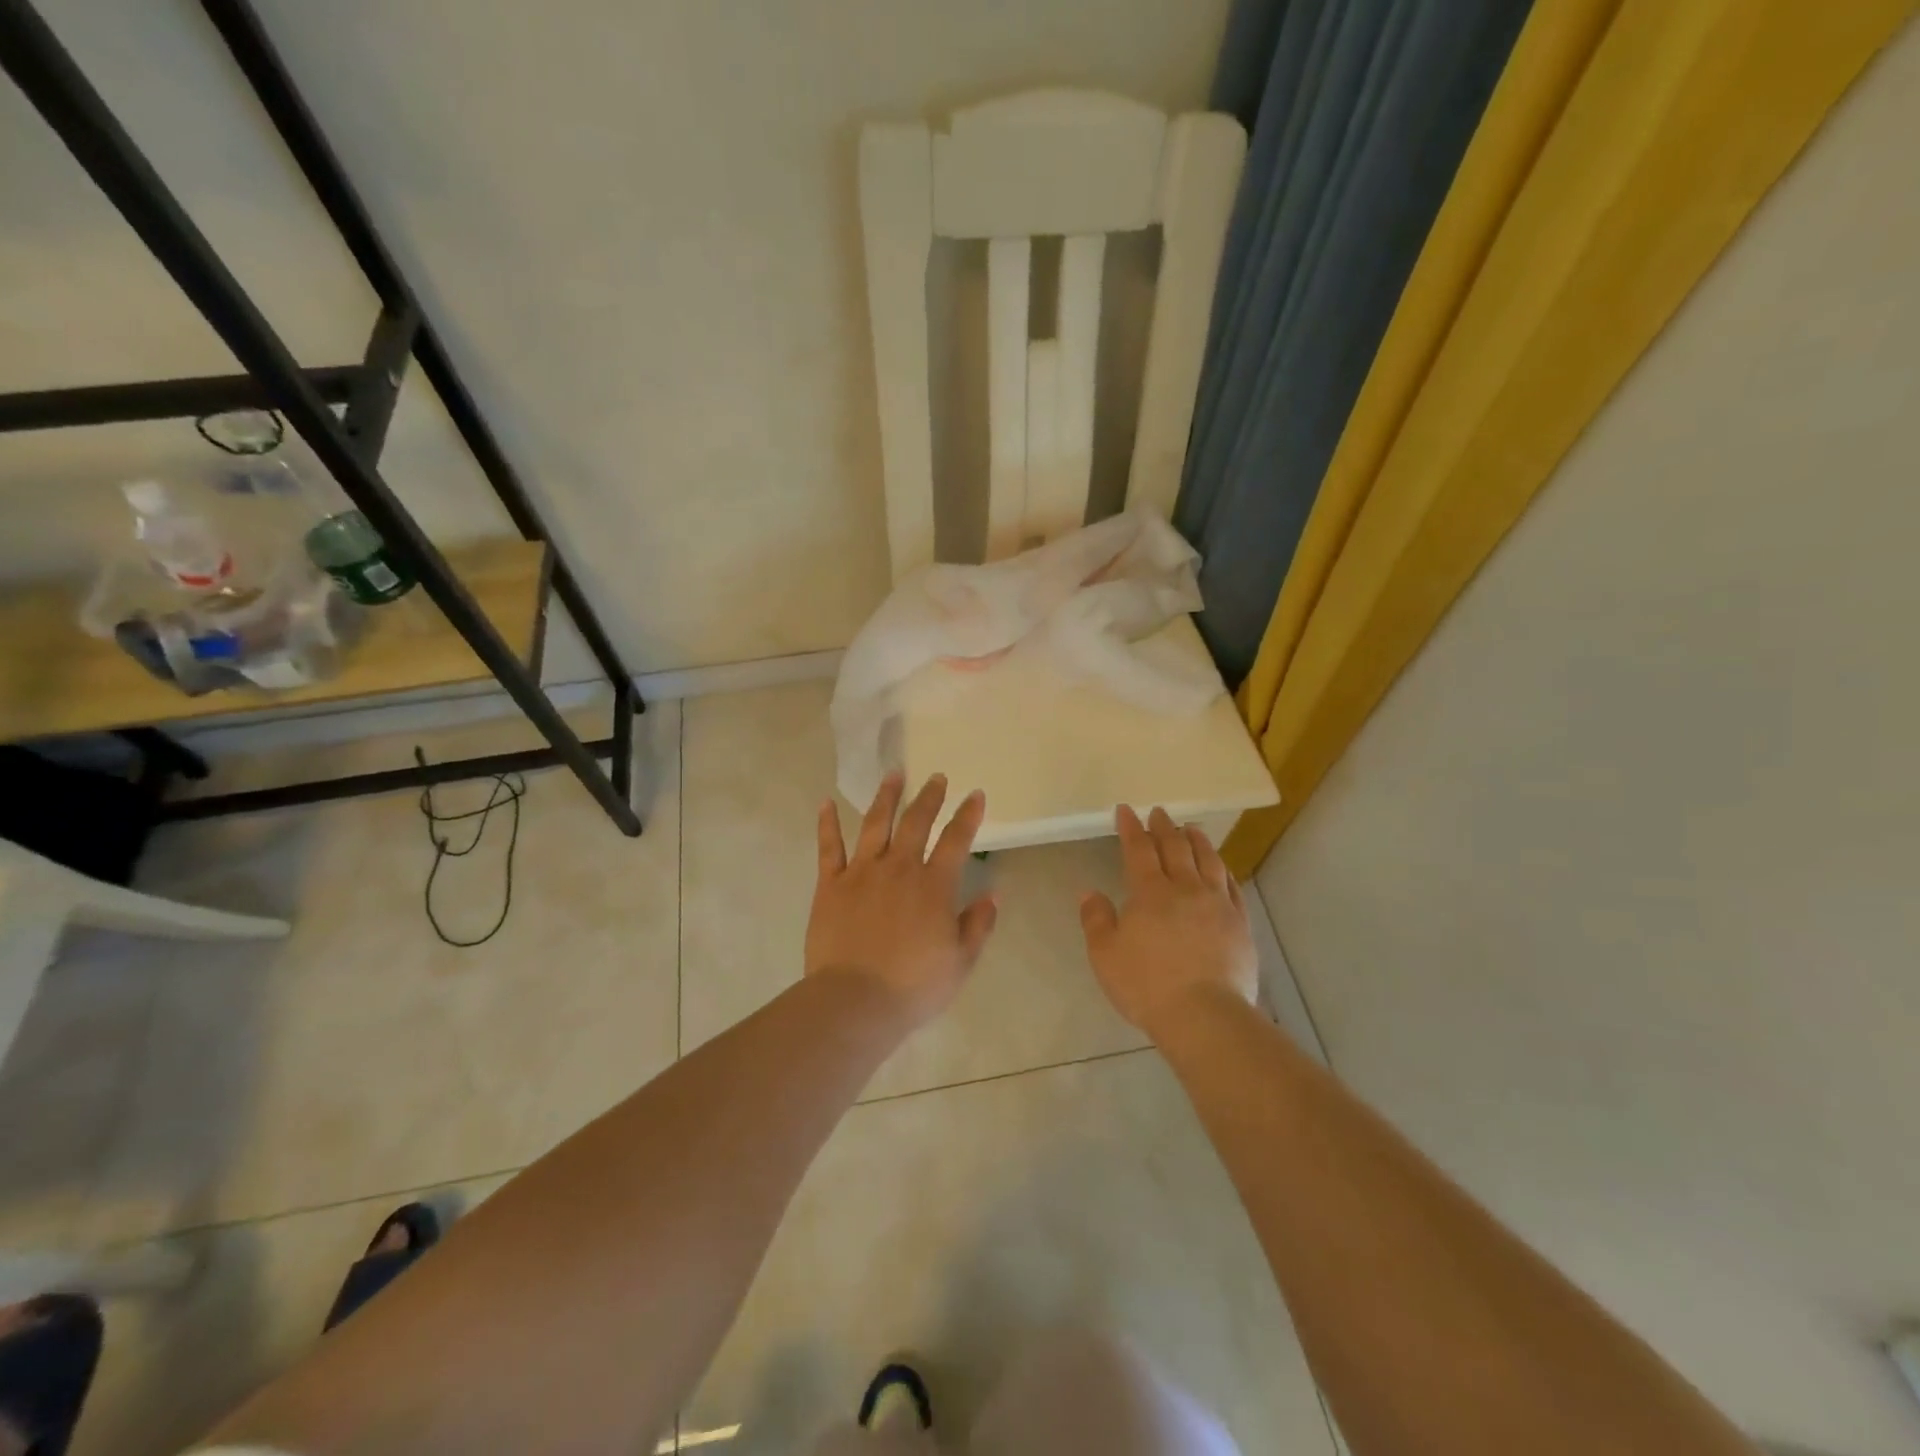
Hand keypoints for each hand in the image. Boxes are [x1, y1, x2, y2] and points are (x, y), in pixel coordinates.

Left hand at [806, 772, 997, 1029]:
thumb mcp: (960, 962)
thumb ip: (978, 925)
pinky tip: (826, 803)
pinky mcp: (830, 885)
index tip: (975, 794)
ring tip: (894, 775)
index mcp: (933, 886)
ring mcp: (861, 872)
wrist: (855, 1001)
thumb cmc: (913, 987)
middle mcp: (898, 868)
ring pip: (876, 824)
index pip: (956, 840)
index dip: (968, 815)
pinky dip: (827, 824)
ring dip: (886, 797)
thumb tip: (992, 894)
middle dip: (929, 796)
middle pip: (916, 822)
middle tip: (936, 777)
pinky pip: (829, 848)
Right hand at [1078, 806, 1257, 1037]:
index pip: (1139, 850)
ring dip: (1197, 840)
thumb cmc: (1146, 985)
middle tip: (1159, 812)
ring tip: (1192, 828)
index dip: (1131, 828)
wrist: (1204, 1015)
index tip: (1126, 810)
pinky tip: (1221, 867)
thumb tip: (1090, 892)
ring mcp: (1217, 904)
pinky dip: (1223, 869)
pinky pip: (1232, 886)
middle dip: (1164, 827)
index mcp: (1150, 892)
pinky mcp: (1240, 923)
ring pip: (1208, 861)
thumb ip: (1095, 919)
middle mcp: (1185, 889)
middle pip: (1175, 848)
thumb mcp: (1104, 955)